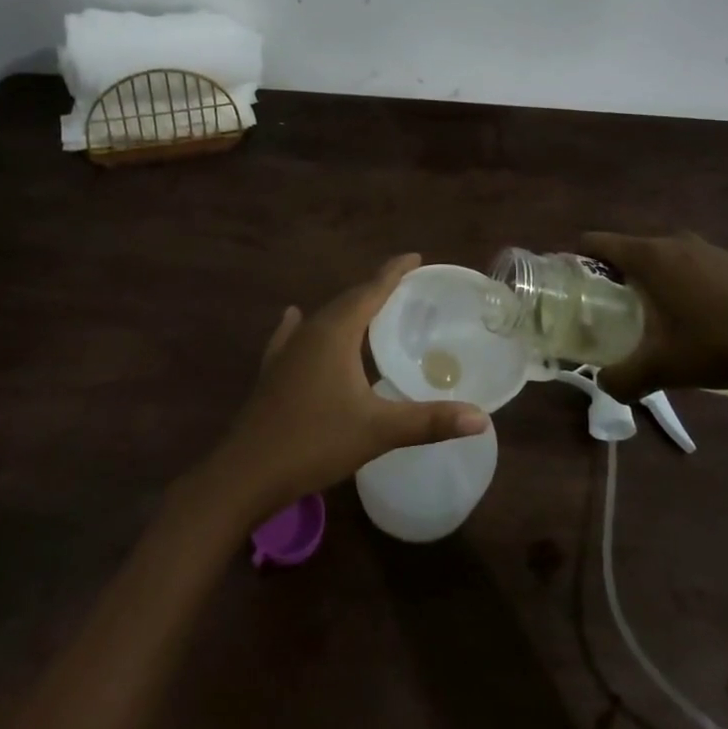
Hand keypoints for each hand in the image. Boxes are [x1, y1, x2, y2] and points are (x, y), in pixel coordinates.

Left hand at [202, 254, 489, 520]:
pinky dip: (307, 325)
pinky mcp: (273, 370)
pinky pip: (294, 335)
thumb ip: (429, 421)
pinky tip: (295, 317)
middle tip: (404, 285)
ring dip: (347, 308)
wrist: (247, 471)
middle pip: (348, 300)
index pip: (371, 290)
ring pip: (323, 317)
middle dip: (375, 289)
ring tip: (369, 307)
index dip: (394, 272)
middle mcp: (310, 330)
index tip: (415, 257)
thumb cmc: (315, 442)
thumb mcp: (378, 430)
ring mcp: (287, 350)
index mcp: (336, 332)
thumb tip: (480, 417)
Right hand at [584, 231, 727, 401]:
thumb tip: (605, 385)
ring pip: (673, 260)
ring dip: (662, 284)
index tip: (576, 287)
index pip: (597, 242)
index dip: (579, 260)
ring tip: (668, 322)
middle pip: (634, 252)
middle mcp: (678, 242)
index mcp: (651, 257)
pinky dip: (699, 289)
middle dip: (621, 279)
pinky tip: (716, 324)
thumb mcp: (666, 369)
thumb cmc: (722, 345)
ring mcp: (715, 249)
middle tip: (619, 314)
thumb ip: (625, 378)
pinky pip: (707, 270)